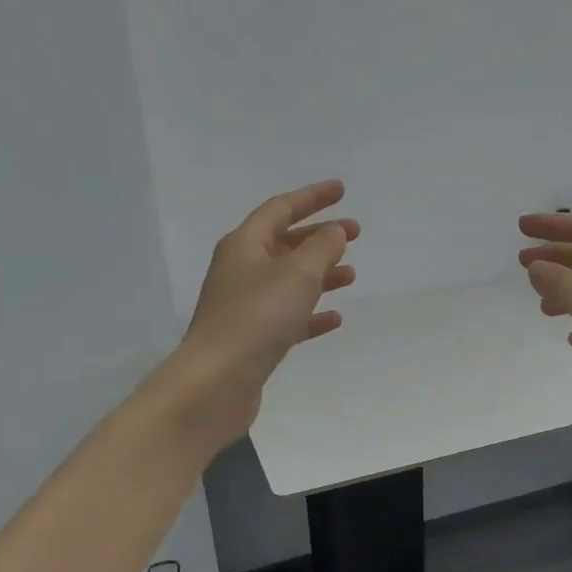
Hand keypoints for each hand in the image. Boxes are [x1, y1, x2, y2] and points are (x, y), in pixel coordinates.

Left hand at [167, 181, 357, 449]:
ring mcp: (245, 306)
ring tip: (351, 276)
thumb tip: (334, 232)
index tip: (341, 191)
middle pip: (285, 243)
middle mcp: (241, 270)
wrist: (217, 381)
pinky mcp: (253, 338)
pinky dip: (311, 314)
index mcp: (245, 245)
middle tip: (355, 234)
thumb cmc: (258, 317)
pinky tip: (334, 319)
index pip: (281, 208)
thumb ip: (322, 248)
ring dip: (320, 274)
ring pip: (289, 280)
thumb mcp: (297, 273)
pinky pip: (288, 317)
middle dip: (320, 237)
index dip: (312, 197)